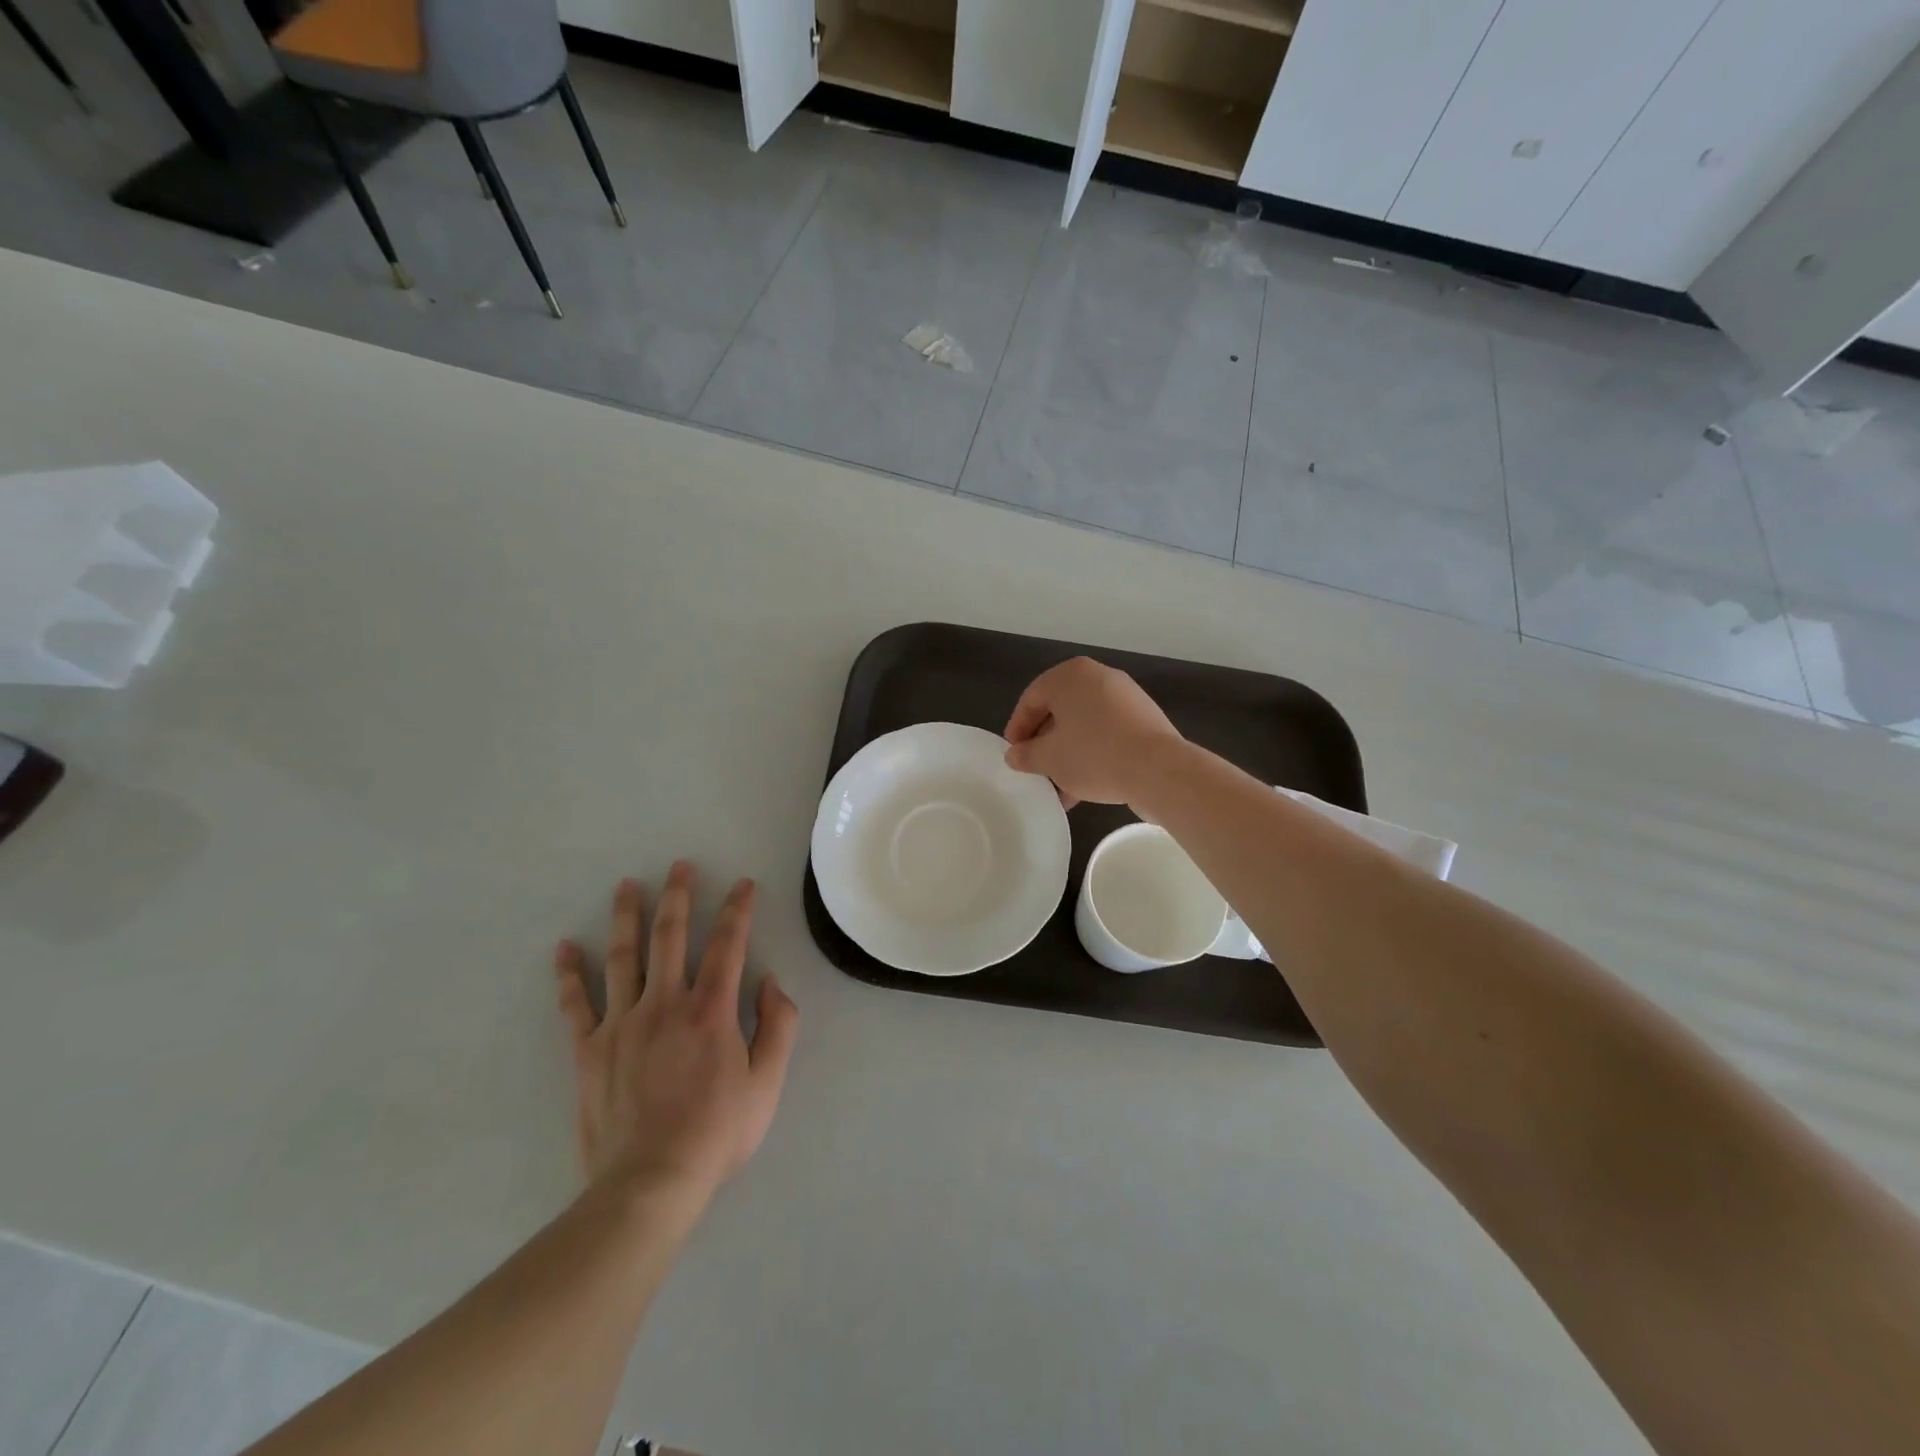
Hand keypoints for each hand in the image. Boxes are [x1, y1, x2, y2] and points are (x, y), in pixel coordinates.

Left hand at [554, 863, 798, 1201]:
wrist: (650, 1182)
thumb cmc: (717, 1133)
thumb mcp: (767, 1083)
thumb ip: (778, 1026)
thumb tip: (771, 982)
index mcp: (711, 1010)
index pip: (728, 945)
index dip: (738, 910)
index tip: (742, 884)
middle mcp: (665, 1004)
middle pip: (671, 937)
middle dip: (678, 896)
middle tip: (678, 866)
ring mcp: (622, 1024)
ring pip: (623, 957)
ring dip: (627, 917)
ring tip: (626, 886)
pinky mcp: (589, 1050)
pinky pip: (576, 1004)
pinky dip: (569, 974)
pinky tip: (564, 948)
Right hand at [1002, 657, 1184, 808]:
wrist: (1158, 770)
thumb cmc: (1093, 755)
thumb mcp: (1049, 759)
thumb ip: (1026, 755)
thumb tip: (1015, 755)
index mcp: (1070, 676)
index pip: (1032, 698)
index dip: (1018, 728)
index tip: (1013, 755)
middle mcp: (1099, 677)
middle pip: (1060, 710)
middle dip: (1045, 743)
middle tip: (1035, 769)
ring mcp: (1125, 697)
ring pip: (1084, 725)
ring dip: (1068, 753)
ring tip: (1059, 787)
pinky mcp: (1144, 719)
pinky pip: (1107, 733)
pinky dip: (1092, 753)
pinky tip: (1085, 786)